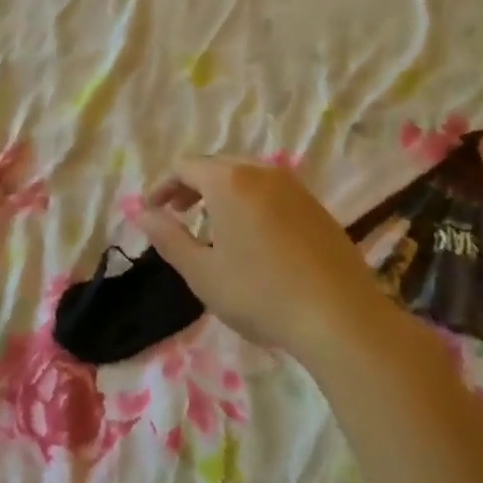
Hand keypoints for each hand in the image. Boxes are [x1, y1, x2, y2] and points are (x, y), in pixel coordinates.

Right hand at [136, 156, 414, 362]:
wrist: (341, 317)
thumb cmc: (261, 294)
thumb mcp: (202, 272)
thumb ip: (167, 237)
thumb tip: (141, 212)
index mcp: (229, 181)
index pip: (185, 167)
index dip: (162, 187)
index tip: (151, 212)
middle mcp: (262, 172)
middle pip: (216, 165)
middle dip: (190, 186)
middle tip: (177, 216)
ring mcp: (294, 187)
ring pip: (246, 176)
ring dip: (221, 193)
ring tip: (212, 226)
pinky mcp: (316, 206)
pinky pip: (271, 191)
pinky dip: (250, 201)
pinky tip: (253, 237)